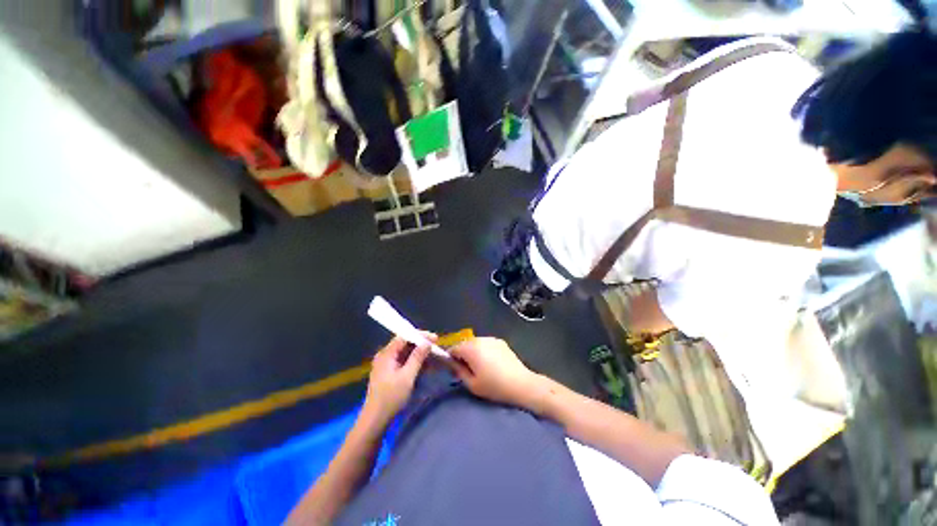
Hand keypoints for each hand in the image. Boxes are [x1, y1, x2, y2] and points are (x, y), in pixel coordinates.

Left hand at [363, 335, 434, 422]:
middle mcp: (385, 356)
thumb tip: (427, 343)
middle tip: (436, 347)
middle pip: (405, 344)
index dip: (420, 335)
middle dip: (421, 345)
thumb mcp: (407, 376)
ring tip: (434, 357)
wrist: (375, 420)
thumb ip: (417, 357)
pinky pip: (404, 362)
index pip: (404, 336)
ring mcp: (387, 364)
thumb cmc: (391, 397)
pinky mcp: (389, 373)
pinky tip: (426, 366)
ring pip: (406, 353)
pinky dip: (414, 363)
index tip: (434, 338)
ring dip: (419, 354)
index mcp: (386, 354)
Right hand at [448, 337, 543, 410]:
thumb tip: (452, 364)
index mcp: (471, 348)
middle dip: (463, 355)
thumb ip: (458, 371)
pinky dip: (484, 351)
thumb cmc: (494, 386)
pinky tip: (491, 363)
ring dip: (474, 352)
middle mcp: (480, 339)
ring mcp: (491, 339)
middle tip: (467, 370)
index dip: (451, 359)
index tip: (454, 370)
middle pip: (465, 344)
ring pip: (476, 343)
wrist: (521, 384)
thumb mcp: (472, 384)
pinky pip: (486, 344)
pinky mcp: (501, 342)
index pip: (453, 348)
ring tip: (480, 367)